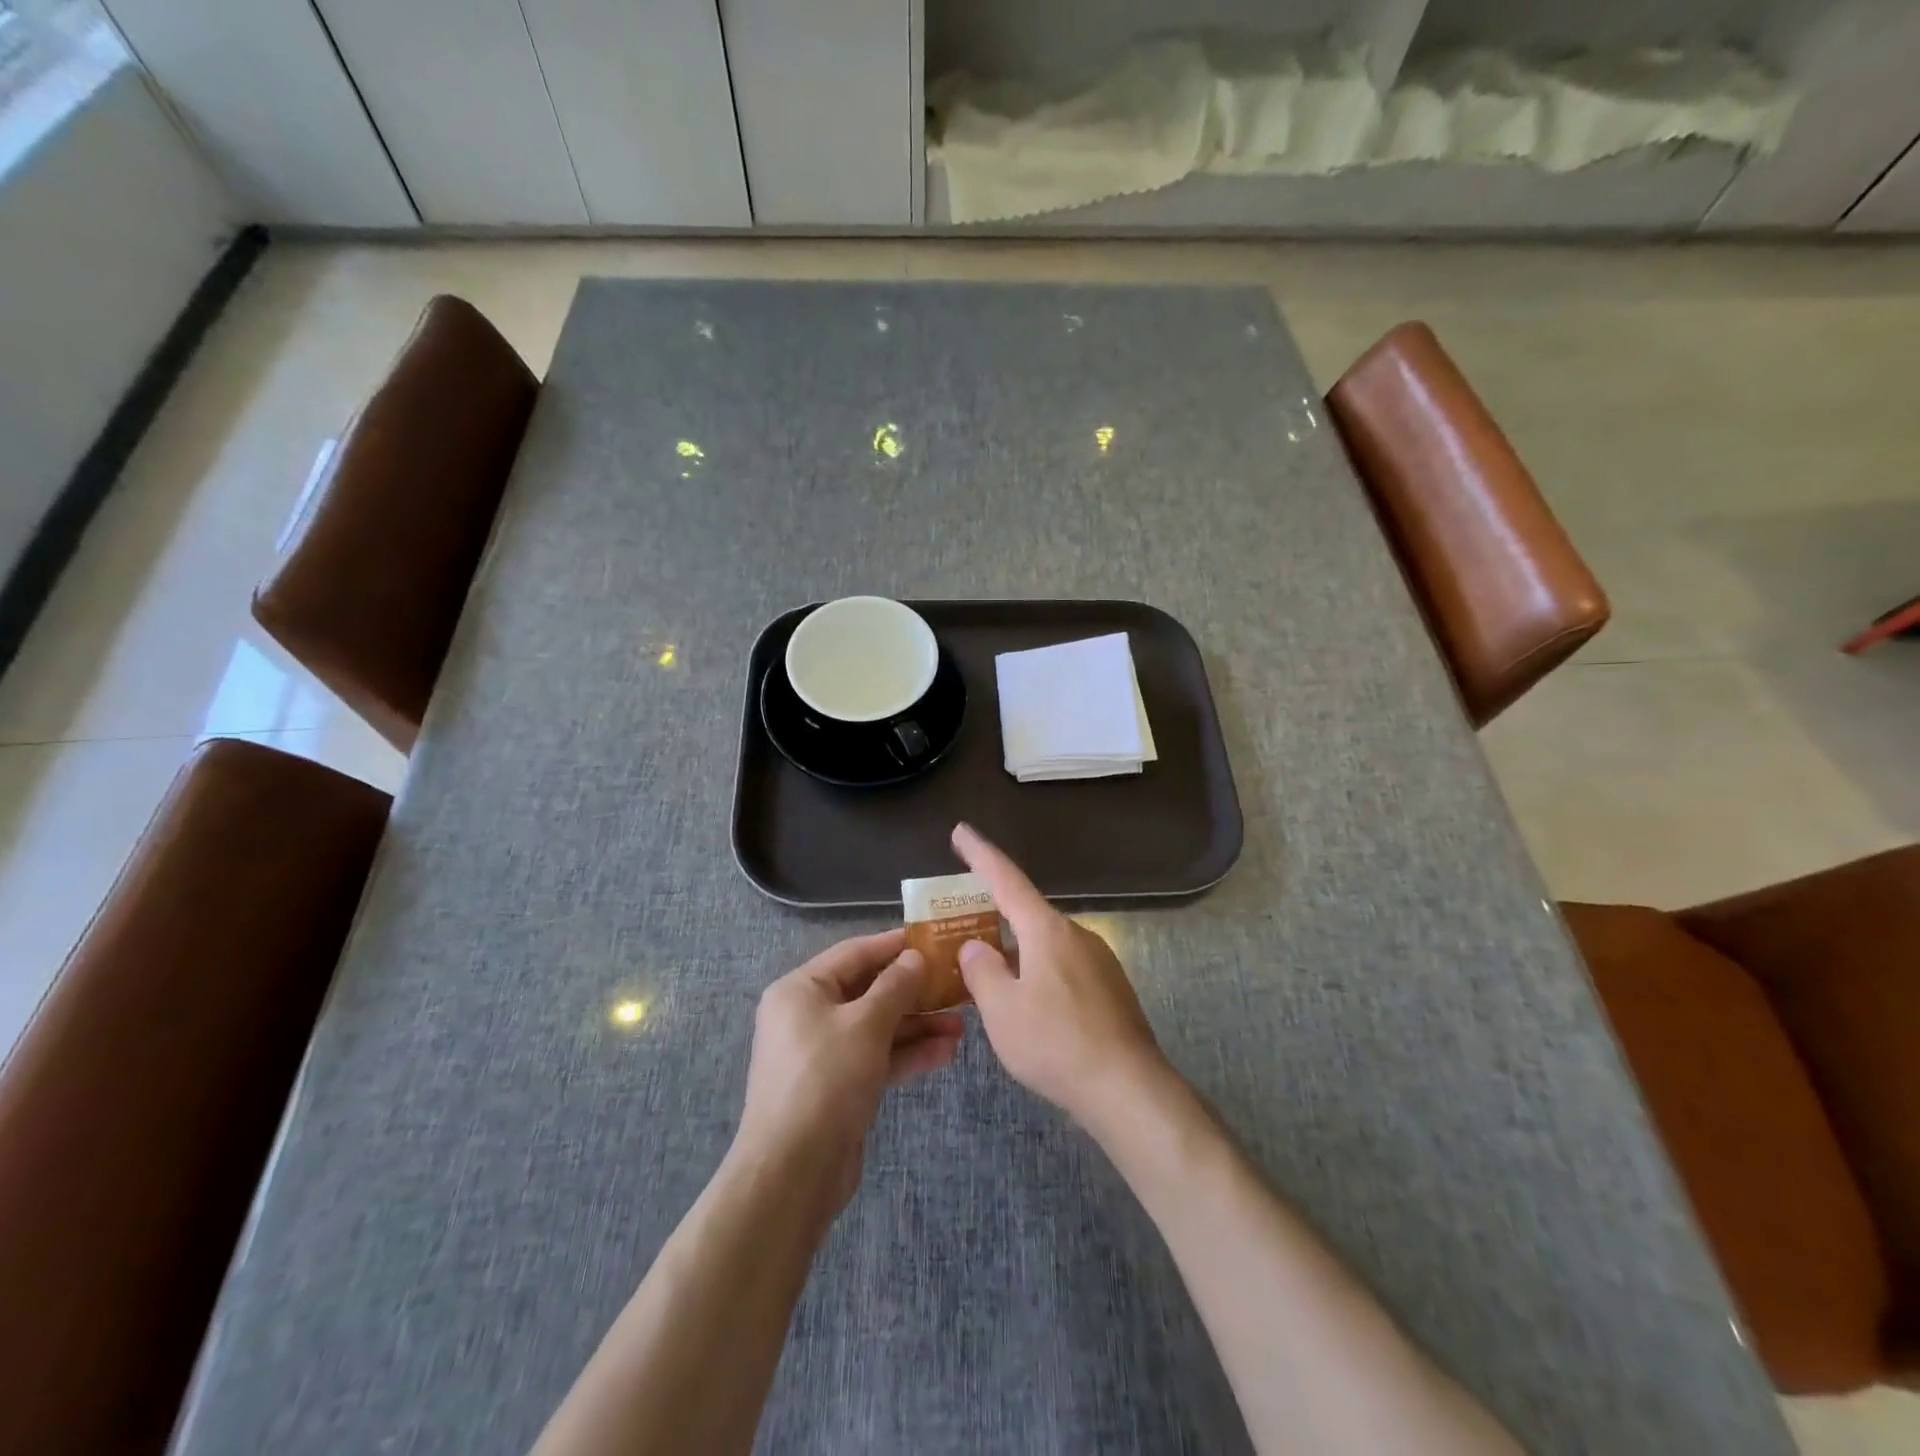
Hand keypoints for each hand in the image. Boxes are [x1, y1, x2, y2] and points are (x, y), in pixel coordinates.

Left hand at [735, 930, 963, 1216]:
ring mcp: (824, 1054)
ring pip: (877, 1027)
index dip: (894, 945)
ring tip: (962, 1024)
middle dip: (913, 992)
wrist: (793, 1173)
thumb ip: (895, 986)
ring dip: (918, 1025)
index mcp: (801, 990)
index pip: (854, 953)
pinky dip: (907, 1054)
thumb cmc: (825, 1080)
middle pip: (868, 991)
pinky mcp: (839, 1087)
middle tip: (956, 985)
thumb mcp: (865, 1024)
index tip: (933, 938)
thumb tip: (915, 957)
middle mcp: (808, 1016)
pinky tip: (946, 1053)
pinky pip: (877, 1058)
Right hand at [951, 824, 1170, 1135]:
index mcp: (1046, 930)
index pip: (1006, 879)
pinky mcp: (1110, 988)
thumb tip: (975, 947)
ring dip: (1014, 952)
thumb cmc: (1056, 1043)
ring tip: (988, 978)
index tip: (961, 831)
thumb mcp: (1002, 1010)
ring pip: (1043, 945)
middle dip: (992, 916)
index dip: (980, 855)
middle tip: (960, 927)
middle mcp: (1075, 934)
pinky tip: (1027, 1006)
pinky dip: (1036, 972)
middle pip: (1025, 914)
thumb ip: (981, 971)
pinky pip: (1062, 967)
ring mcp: (1098, 960)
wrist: (1128, 1088)